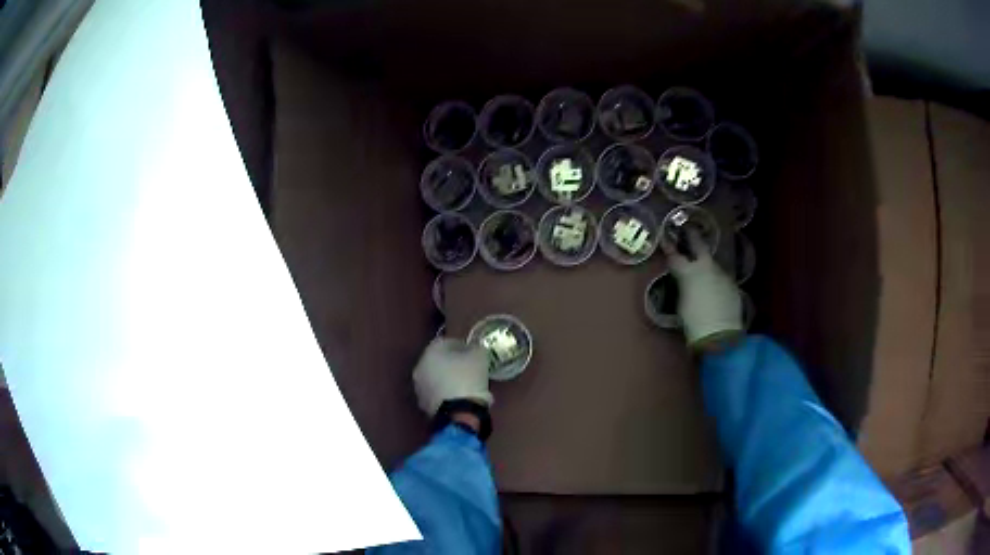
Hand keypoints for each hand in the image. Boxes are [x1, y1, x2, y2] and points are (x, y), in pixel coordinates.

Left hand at [413, 337, 492, 416]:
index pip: (445, 342)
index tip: (472, 352)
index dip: (460, 345)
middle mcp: (420, 366)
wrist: (459, 412)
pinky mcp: (423, 404)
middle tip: (467, 368)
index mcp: (431, 351)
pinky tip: (458, 398)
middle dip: (451, 363)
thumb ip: (474, 348)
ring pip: (434, 377)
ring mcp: (419, 387)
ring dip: (446, 379)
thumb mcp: (479, 356)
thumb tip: (472, 349)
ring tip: (464, 385)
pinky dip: (444, 393)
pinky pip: (436, 393)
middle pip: (437, 360)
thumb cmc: (468, 377)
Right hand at [663, 229, 742, 348]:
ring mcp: (722, 274)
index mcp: (688, 272)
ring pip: (713, 264)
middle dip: (693, 237)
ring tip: (703, 268)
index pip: (675, 255)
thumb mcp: (682, 303)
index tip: (666, 238)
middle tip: (689, 229)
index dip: (669, 247)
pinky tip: (715, 289)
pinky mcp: (733, 285)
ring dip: (707, 264)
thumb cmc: (693, 321)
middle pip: (699, 246)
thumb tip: (687, 281)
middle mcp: (706, 267)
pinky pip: (721, 278)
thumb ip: (684, 286)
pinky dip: (716, 280)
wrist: (719, 334)